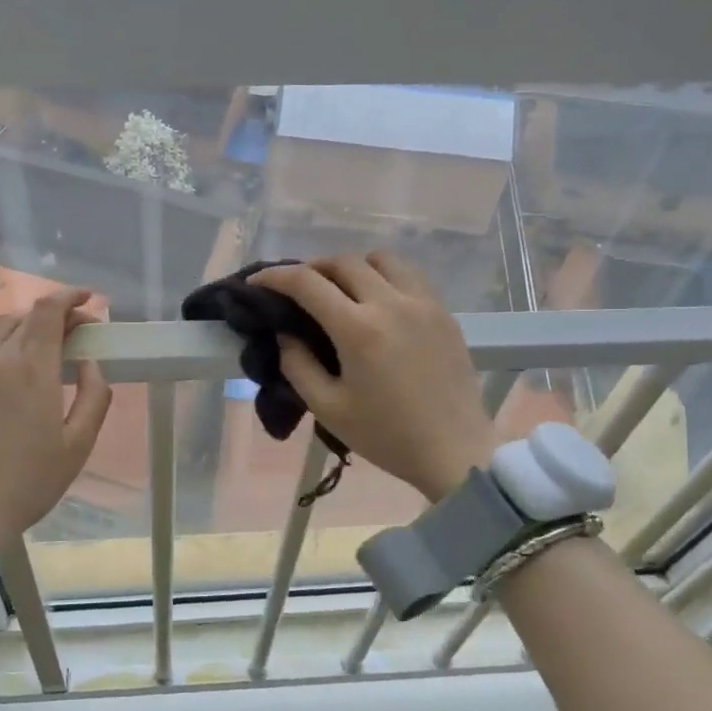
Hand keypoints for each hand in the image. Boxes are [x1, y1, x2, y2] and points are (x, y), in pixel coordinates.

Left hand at [0, 286, 112, 545]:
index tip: (89, 305)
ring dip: (23, 323)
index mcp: (35, 371)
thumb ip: (94, 396)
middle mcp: (0, 359)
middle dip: (55, 317)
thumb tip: (90, 362)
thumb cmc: (29, 483)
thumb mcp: (78, 445)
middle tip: (74, 334)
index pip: (52, 313)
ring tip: (38, 336)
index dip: (71, 300)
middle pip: (28, 319)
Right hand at [251, 253, 498, 503]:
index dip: (275, 276)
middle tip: (296, 289)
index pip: (307, 283)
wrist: (454, 451)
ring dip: (351, 266)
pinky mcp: (443, 312)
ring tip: (340, 290)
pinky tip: (377, 301)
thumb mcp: (328, 408)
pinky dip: (384, 276)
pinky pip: (409, 275)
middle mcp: (391, 303)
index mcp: (359, 329)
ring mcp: (423, 303)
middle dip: (311, 268)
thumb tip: (285, 334)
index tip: (257, 282)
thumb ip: (297, 365)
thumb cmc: (386, 436)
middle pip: (343, 262)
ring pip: (380, 259)